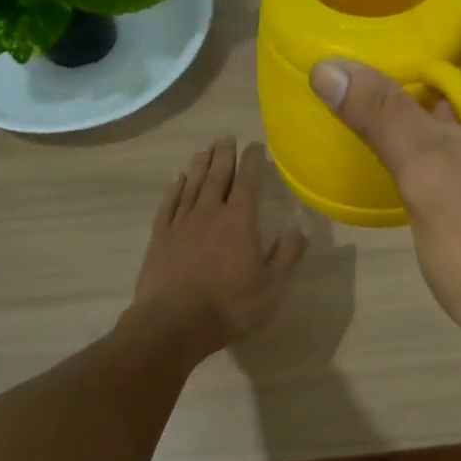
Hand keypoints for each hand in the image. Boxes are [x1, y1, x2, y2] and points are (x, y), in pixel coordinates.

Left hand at [133, 136, 307, 353]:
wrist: (174, 323)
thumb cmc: (230, 305)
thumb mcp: (272, 286)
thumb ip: (287, 255)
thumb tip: (299, 229)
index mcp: (240, 221)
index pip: (249, 183)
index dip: (253, 162)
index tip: (254, 145)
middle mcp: (210, 213)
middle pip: (217, 176)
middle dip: (224, 155)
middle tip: (226, 137)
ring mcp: (181, 224)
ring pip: (192, 185)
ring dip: (200, 165)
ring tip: (204, 149)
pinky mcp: (160, 238)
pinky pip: (169, 205)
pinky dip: (174, 189)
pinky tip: (177, 180)